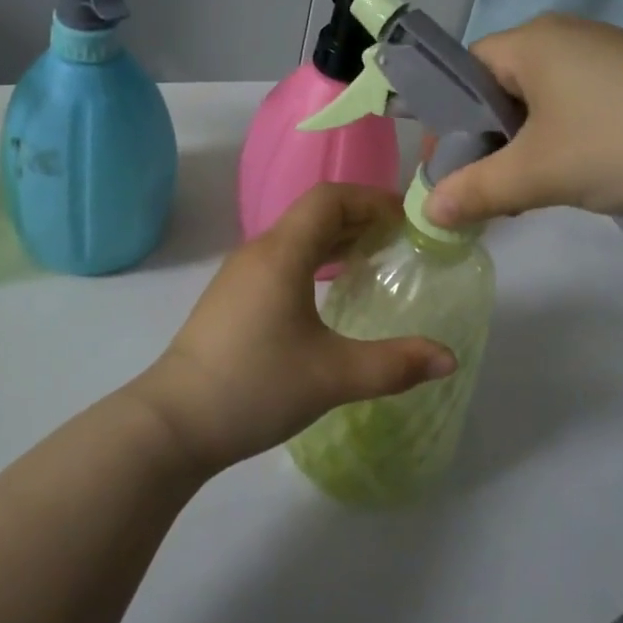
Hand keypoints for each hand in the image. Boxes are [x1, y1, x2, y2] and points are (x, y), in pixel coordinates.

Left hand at [138, 184, 456, 472]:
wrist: (173, 424)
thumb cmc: (255, 387)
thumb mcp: (333, 376)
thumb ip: (395, 364)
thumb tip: (449, 358)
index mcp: (282, 254)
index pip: (330, 199)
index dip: (373, 199)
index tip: (408, 219)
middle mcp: (259, 252)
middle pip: (315, 214)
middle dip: (361, 219)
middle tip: (403, 241)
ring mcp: (240, 276)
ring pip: (296, 238)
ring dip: (337, 241)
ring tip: (375, 262)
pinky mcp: (232, 299)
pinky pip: (282, 261)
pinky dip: (315, 262)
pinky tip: (331, 294)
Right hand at [423, 14, 622, 229]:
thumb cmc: (620, 144)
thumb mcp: (536, 174)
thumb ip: (476, 190)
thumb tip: (427, 213)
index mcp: (532, 41)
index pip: (464, 70)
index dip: (447, 120)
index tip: (447, 168)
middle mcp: (566, 36)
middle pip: (501, 86)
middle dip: (486, 139)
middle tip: (484, 187)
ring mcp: (608, 55)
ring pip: (541, 101)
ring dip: (525, 145)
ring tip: (529, 190)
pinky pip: (579, 106)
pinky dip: (563, 140)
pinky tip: (578, 175)